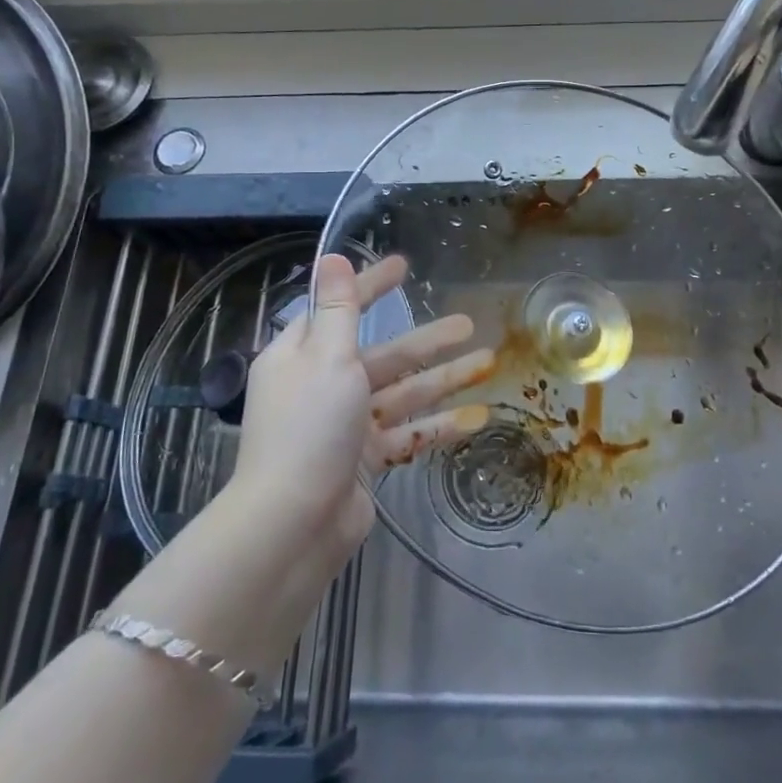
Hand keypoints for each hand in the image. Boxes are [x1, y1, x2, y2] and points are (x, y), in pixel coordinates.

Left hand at [231, 253, 492, 569]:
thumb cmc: (310, 427)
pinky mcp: (364, 461)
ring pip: (402, 393)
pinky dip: (438, 425)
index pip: (342, 308)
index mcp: (303, 355)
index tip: (403, 266)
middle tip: (468, 322)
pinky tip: (477, 417)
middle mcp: (323, 385)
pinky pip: (406, 433)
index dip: (372, 285)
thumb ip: (338, 308)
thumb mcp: (327, 356)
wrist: (293, 525)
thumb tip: (331, 257)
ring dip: (444, 378)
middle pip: (383, 354)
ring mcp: (345, 426)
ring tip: (488, 362)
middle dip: (427, 340)